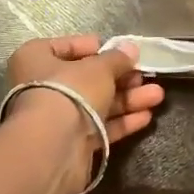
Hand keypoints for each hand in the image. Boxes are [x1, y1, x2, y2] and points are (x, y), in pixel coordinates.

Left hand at [5, 35, 164, 188]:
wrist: (54, 147)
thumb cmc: (70, 91)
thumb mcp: (99, 68)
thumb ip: (117, 58)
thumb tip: (130, 48)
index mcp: (36, 59)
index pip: (66, 46)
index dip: (95, 48)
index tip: (120, 51)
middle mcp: (41, 87)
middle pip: (86, 79)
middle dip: (120, 78)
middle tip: (145, 76)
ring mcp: (56, 118)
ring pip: (96, 104)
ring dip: (127, 100)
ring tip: (158, 96)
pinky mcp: (70, 143)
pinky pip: (98, 127)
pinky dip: (121, 122)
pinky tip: (146, 117)